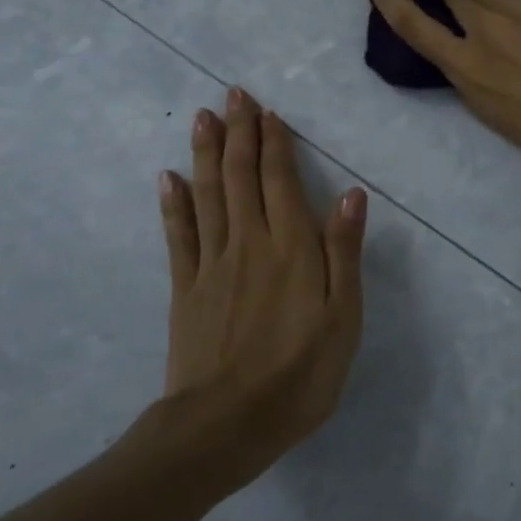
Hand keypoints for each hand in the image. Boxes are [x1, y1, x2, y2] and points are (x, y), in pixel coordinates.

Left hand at [155, 89, 366, 488]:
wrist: (226, 426)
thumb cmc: (300, 374)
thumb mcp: (343, 317)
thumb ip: (344, 252)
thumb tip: (350, 193)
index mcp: (291, 248)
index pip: (280, 181)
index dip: (274, 144)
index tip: (267, 111)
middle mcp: (249, 243)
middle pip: (241, 177)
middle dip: (239, 133)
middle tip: (232, 95)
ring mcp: (212, 264)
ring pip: (208, 195)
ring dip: (206, 153)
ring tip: (202, 118)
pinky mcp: (186, 289)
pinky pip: (179, 235)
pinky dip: (174, 203)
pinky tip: (169, 178)